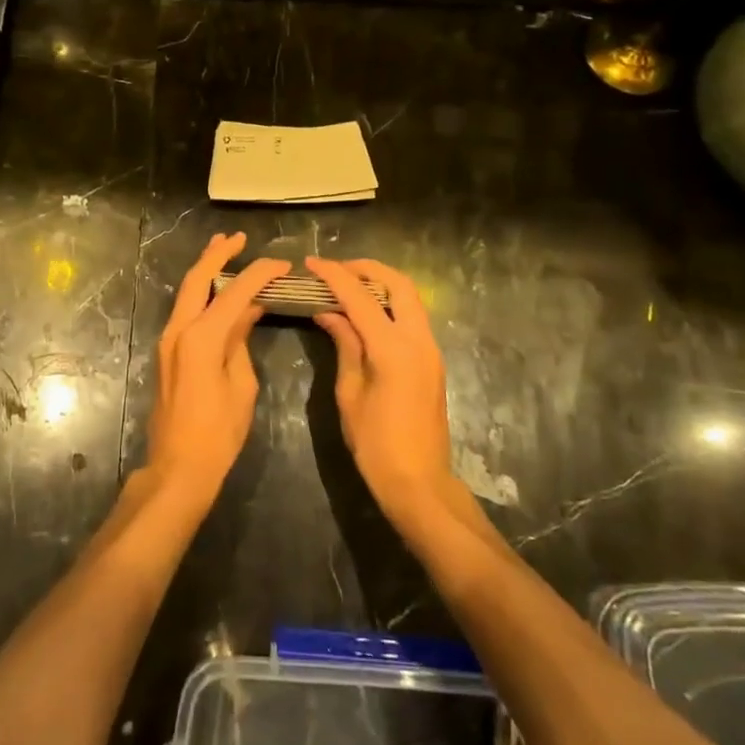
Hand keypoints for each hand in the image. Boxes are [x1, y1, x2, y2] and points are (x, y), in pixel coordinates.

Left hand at [146, 234, 289, 508]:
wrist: (178, 465)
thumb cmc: (218, 432)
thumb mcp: (241, 384)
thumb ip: (241, 340)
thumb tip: (249, 310)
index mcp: (201, 337)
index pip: (235, 292)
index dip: (260, 273)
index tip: (282, 263)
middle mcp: (179, 329)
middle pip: (197, 278)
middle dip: (216, 254)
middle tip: (238, 238)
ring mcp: (169, 339)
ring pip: (187, 291)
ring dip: (206, 269)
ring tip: (225, 249)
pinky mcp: (168, 350)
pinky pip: (186, 309)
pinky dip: (203, 293)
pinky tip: (220, 290)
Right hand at [305, 257, 457, 523]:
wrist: (419, 482)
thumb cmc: (376, 444)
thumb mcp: (350, 393)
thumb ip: (345, 345)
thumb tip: (329, 313)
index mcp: (393, 349)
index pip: (360, 297)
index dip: (334, 276)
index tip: (311, 262)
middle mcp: (418, 340)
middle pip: (399, 284)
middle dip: (367, 269)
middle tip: (336, 269)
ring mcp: (430, 349)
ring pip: (410, 298)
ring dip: (380, 284)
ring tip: (347, 286)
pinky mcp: (432, 360)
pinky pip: (412, 317)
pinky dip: (389, 304)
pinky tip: (364, 313)